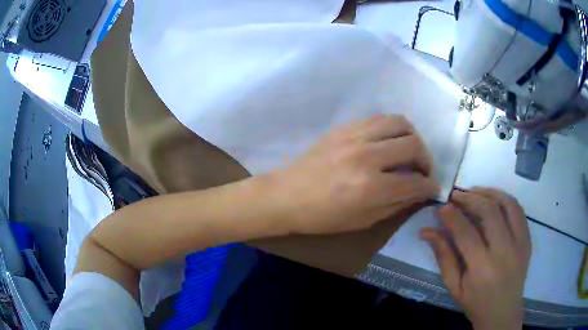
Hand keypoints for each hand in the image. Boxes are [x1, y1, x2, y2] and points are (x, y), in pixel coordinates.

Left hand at [270, 114, 438, 234]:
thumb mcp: (363, 220)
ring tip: (411, 151)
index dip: (430, 186)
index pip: (415, 181)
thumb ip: (396, 204)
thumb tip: (420, 192)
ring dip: (413, 137)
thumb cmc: (323, 216)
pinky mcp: (344, 127)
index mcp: (371, 188)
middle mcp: (367, 156)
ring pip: (399, 122)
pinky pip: (379, 118)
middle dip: (427, 160)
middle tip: (424, 170)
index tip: (434, 188)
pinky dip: (392, 128)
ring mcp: (354, 136)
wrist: (287, 195)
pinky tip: (390, 141)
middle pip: (414, 145)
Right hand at [420, 189, 531, 329]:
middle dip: (470, 198)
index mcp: (482, 269)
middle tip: (456, 196)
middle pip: (489, 212)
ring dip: (489, 193)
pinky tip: (493, 199)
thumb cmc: (475, 302)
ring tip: (474, 192)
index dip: (452, 216)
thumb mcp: (454, 286)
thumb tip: (427, 231)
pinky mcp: (527, 239)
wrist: (503, 311)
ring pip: (507, 204)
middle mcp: (504, 252)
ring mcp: (520, 243)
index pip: (466, 233)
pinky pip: (518, 210)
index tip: (442, 207)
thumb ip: (444, 257)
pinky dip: (504, 199)